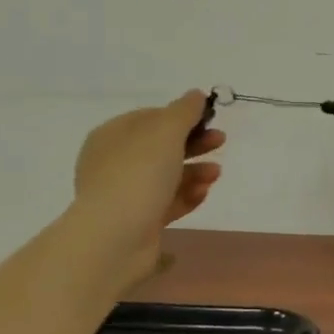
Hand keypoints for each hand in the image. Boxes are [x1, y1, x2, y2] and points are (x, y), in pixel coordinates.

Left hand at [72, 90, 224, 283]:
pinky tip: (203, 193)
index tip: (209, 119)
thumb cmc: (139, 174)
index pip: (150, 117)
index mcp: (112, 136)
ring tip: (216, 174)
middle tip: (220, 141)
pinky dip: (187, 196)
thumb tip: (195, 95)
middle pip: (162, 147)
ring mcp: (125, 194)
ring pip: (167, 176)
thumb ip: (184, 111)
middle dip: (194, 144)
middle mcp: (114, 163)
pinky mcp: (138, 221)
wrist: (115, 237)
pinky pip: (167, 202)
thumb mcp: (165, 131)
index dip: (181, 116)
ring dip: (196, 171)